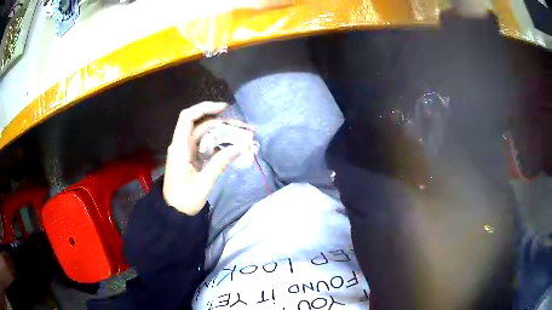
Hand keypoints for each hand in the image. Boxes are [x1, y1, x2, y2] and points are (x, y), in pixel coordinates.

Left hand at [163, 101, 243, 214]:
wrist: (173, 213)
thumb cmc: (184, 200)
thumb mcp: (203, 183)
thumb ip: (220, 163)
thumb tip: (240, 147)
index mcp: (179, 148)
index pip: (187, 118)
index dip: (204, 108)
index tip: (224, 108)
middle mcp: (182, 145)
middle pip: (202, 126)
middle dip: (224, 124)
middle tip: (245, 129)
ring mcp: (187, 151)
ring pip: (206, 135)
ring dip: (224, 134)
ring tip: (244, 138)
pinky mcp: (192, 158)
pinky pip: (206, 146)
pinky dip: (220, 145)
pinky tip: (233, 148)